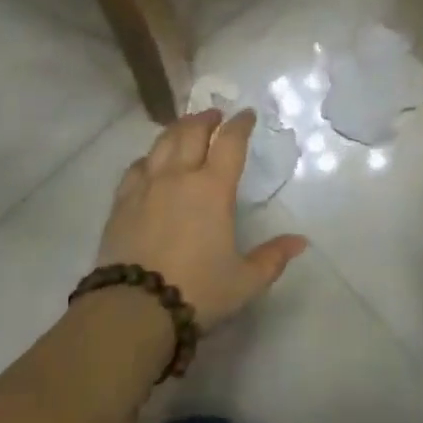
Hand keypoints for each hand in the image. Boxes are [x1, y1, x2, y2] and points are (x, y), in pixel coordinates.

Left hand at [96, 109, 308, 331]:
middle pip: (192, 132)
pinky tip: (150, 161)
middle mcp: (180, 176)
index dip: (240, 124)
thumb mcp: (244, 281)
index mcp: (213, 188)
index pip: (230, 142)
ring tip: (185, 127)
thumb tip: (301, 241)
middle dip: (206, 118)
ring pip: (163, 142)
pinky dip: (149, 157)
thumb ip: (273, 258)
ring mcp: (147, 185)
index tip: (247, 115)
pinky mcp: (122, 201)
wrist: (134, 308)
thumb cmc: (197, 291)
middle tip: (215, 115)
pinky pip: (136, 167)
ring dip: (178, 129)